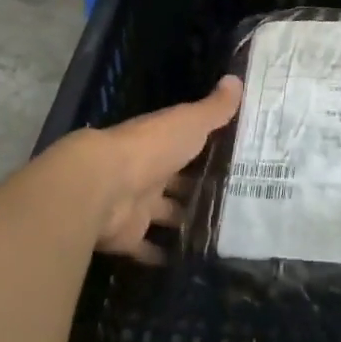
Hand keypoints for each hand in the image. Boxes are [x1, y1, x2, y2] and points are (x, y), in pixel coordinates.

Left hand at [75, 77, 242, 261]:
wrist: (104, 186)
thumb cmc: (151, 148)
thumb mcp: (190, 122)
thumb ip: (214, 108)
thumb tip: (236, 78)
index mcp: (160, 140)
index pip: (187, 142)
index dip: (208, 148)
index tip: (236, 157)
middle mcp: (148, 170)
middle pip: (176, 180)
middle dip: (198, 188)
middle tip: (236, 201)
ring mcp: (137, 204)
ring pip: (165, 213)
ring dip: (183, 221)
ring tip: (222, 233)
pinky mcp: (129, 235)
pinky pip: (148, 247)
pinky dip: (162, 255)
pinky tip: (188, 264)